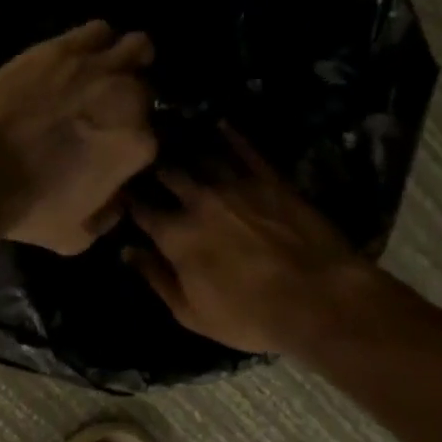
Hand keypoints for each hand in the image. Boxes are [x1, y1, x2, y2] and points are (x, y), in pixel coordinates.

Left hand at [0, 21, 155, 253]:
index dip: (133, 143)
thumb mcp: (76, 237)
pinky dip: (96, 41)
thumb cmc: (28, 208)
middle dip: (132, 99)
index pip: (153, 137)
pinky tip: (81, 54)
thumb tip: (117, 201)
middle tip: (106, 110)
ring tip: (107, 70)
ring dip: (127, 58)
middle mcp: (128, 98)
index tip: (115, 148)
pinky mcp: (60, 48)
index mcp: (138, 144)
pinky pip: (97, 30)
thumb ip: (107, 218)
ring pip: (135, 47)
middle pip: (145, 89)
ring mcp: (95, 67)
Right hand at [125, 127, 374, 352]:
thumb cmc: (250, 317)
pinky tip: (221, 124)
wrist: (319, 300)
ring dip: (186, 148)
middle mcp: (199, 202)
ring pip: (202, 156)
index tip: (122, 194)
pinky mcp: (271, 179)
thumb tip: (128, 252)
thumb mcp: (191, 313)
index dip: (129, 201)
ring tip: (177, 138)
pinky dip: (231, 135)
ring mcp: (236, 185)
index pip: (142, 210)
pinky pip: (246, 149)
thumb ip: (156, 278)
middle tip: (148, 161)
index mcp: (176, 236)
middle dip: (155, 168)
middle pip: (168, 174)